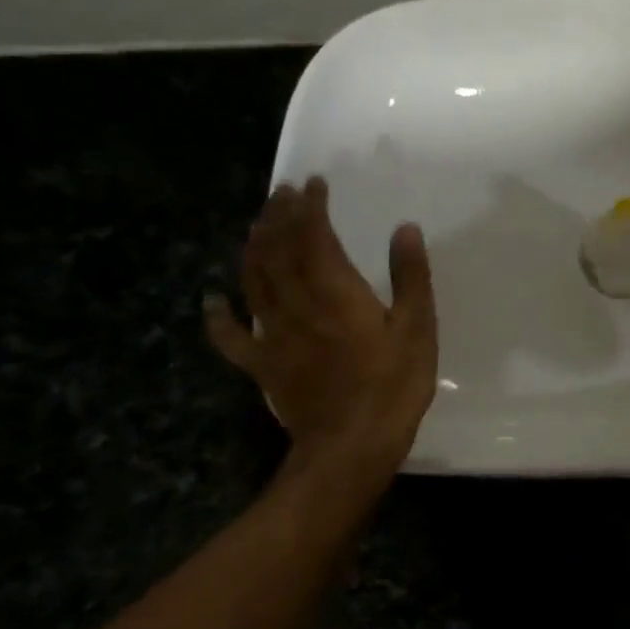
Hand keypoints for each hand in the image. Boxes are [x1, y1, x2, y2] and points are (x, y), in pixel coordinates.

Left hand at [206, 177, 438, 479]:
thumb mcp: (418, 327)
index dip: (310, 207)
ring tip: (258, 223)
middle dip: (277, 216)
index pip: (313, 236)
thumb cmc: (393, 384)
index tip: (314, 183)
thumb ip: (410, 276)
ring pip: (252, 280)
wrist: (351, 445)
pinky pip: (231, 335)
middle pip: (276, 250)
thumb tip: (405, 229)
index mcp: (334, 291)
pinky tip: (212, 299)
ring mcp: (272, 334)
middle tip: (283, 192)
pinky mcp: (263, 364)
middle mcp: (295, 303)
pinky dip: (217, 315)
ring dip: (252, 246)